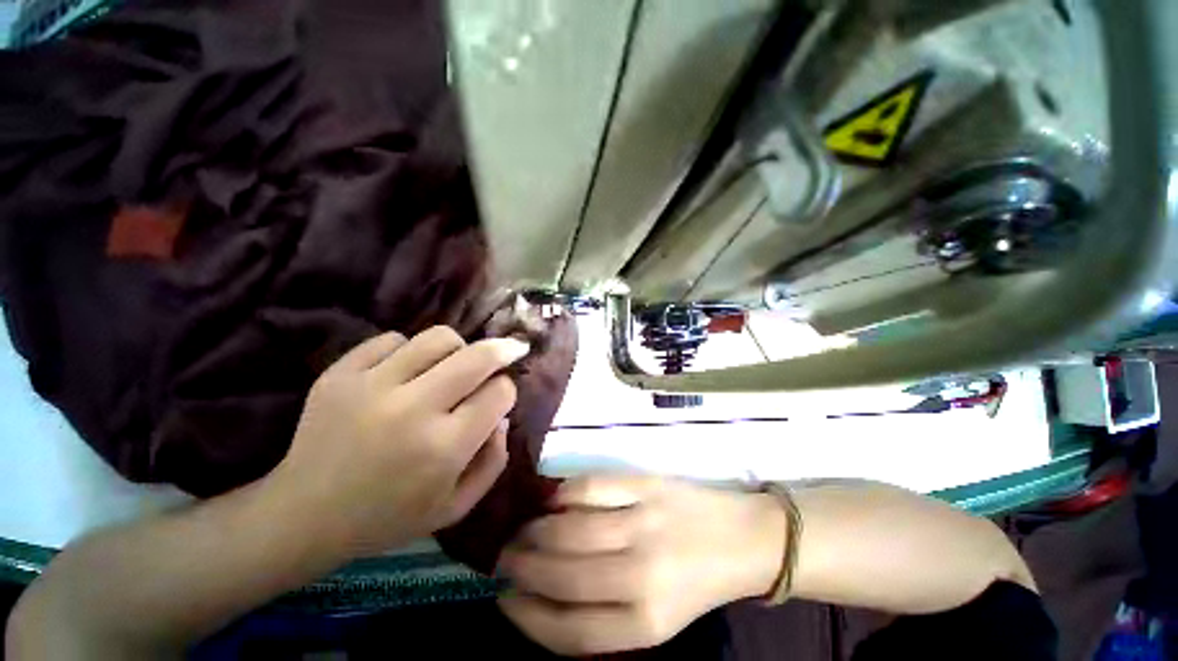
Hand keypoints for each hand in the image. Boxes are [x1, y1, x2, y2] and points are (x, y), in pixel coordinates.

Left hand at [266, 327, 529, 557]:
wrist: (303, 516)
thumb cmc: (388, 518)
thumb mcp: (456, 506)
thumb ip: (494, 460)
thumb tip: (502, 416)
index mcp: (444, 448)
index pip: (499, 393)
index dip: (507, 390)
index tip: (499, 397)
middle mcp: (412, 410)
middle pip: (478, 356)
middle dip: (503, 350)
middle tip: (509, 350)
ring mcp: (371, 386)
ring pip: (439, 337)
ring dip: (458, 348)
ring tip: (450, 365)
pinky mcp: (339, 374)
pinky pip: (392, 339)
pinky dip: (409, 350)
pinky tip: (404, 372)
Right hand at [498, 476, 786, 655]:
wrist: (741, 539)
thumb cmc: (692, 582)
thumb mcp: (653, 620)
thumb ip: (601, 615)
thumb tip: (542, 593)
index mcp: (644, 624)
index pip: (566, 629)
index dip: (526, 614)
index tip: (504, 598)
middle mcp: (640, 576)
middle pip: (561, 575)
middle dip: (521, 567)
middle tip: (504, 557)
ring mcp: (642, 523)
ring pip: (569, 529)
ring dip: (535, 531)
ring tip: (522, 530)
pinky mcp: (645, 485)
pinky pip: (591, 487)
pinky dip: (563, 494)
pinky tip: (553, 501)